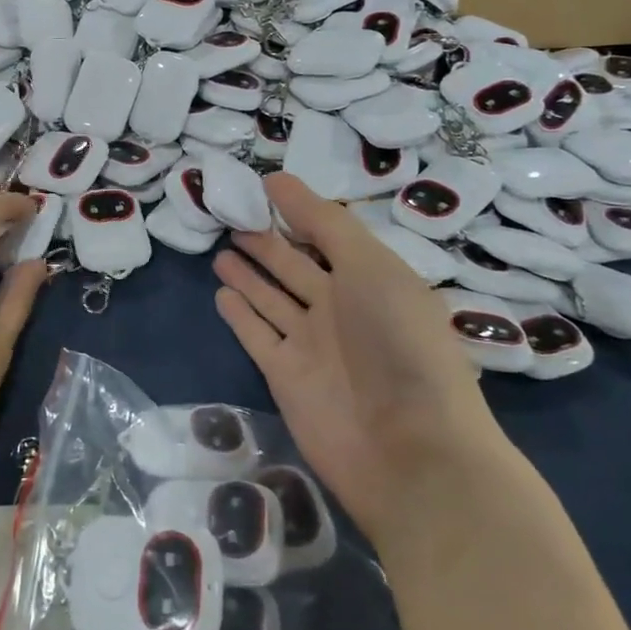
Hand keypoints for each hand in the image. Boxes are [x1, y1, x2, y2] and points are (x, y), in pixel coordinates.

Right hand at [212, 175, 503, 539]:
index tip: (262, 187)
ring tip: (222, 249)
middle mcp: (340, 308)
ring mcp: (311, 343)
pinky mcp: (285, 374)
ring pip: (272, 298)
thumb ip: (324, 222)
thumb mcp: (371, 266)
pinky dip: (240, 313)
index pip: (328, 235)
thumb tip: (277, 180)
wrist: (409, 449)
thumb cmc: (398, 343)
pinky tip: (222, 292)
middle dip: (267, 242)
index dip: (298, 211)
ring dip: (250, 274)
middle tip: (232, 216)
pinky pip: (257, 333)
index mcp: (370, 279)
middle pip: (295, 265)